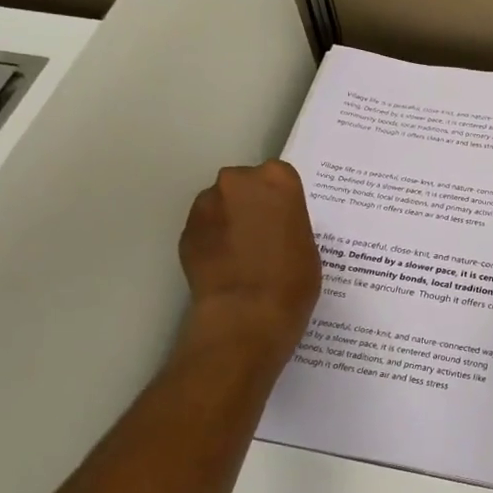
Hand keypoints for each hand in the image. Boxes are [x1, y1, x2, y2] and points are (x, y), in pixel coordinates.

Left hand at [176, 161, 321, 374]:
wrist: (246, 315)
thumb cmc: (292, 280)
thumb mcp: (307, 244)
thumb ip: (289, 222)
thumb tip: (274, 226)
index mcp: (277, 179)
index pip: (279, 177)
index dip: (280, 200)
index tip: (283, 220)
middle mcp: (238, 181)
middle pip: (244, 184)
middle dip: (250, 204)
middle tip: (262, 236)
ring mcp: (207, 205)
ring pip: (220, 205)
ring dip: (228, 221)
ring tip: (240, 255)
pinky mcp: (185, 231)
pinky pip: (203, 229)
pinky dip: (211, 241)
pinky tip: (223, 267)